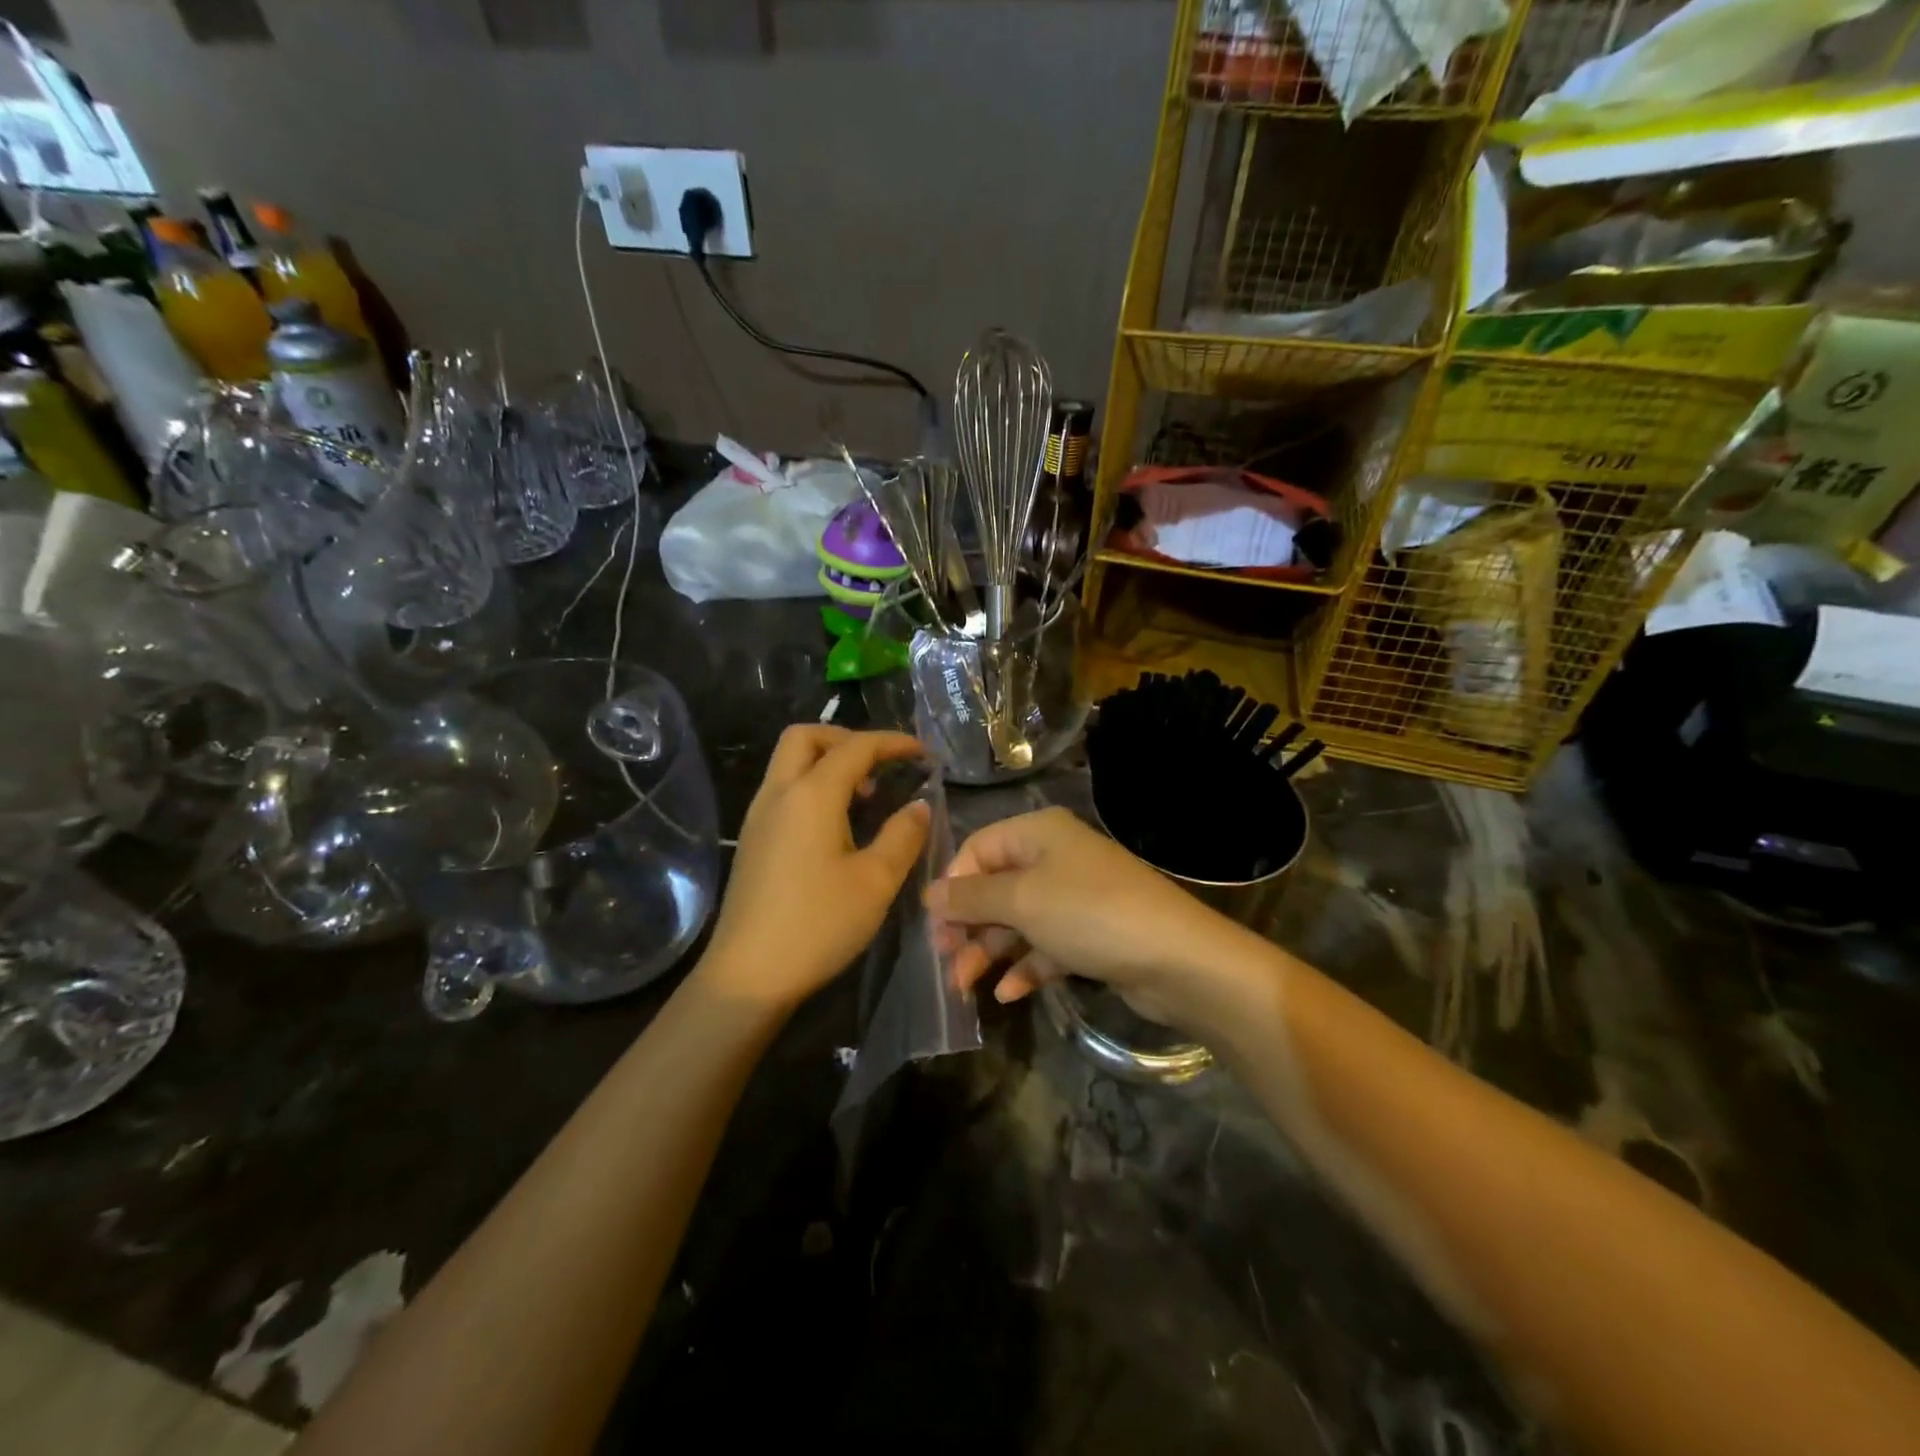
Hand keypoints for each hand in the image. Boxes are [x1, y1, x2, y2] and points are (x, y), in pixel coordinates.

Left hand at [696, 726, 929, 1014]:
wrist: (748, 975)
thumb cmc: (818, 924)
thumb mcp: (876, 881)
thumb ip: (903, 834)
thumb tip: (919, 804)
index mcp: (811, 794)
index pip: (856, 747)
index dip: (894, 743)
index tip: (925, 754)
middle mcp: (778, 793)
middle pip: (807, 737)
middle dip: (848, 739)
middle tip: (881, 765)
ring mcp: (759, 816)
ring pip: (790, 762)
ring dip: (828, 762)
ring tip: (866, 796)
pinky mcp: (752, 840)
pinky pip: (783, 789)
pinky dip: (812, 786)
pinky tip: (837, 824)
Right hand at [929, 807, 1251, 1033]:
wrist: (1177, 960)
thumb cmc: (1089, 914)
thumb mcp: (1021, 901)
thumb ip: (971, 897)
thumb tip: (929, 894)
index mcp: (1039, 833)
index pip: (978, 848)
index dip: (954, 883)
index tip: (935, 924)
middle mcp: (1055, 858)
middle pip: (995, 887)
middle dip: (968, 924)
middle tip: (944, 961)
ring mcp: (1075, 898)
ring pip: (1018, 921)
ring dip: (989, 951)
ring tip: (964, 986)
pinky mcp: (1090, 935)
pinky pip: (1045, 946)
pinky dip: (1025, 967)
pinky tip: (1007, 994)